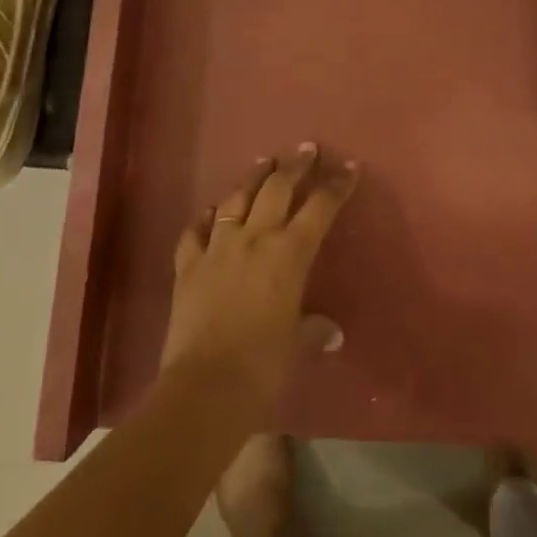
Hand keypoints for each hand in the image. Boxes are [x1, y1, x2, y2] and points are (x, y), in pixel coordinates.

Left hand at [160, 144, 358, 424]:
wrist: (205, 388)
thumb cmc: (264, 366)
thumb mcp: (296, 345)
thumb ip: (313, 330)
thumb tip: (331, 332)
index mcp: (290, 254)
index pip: (320, 207)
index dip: (336, 184)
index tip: (349, 165)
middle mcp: (255, 239)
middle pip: (277, 189)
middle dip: (295, 166)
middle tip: (306, 149)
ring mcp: (217, 248)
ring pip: (236, 200)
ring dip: (252, 178)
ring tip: (263, 162)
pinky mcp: (187, 266)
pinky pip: (195, 233)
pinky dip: (204, 219)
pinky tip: (209, 212)